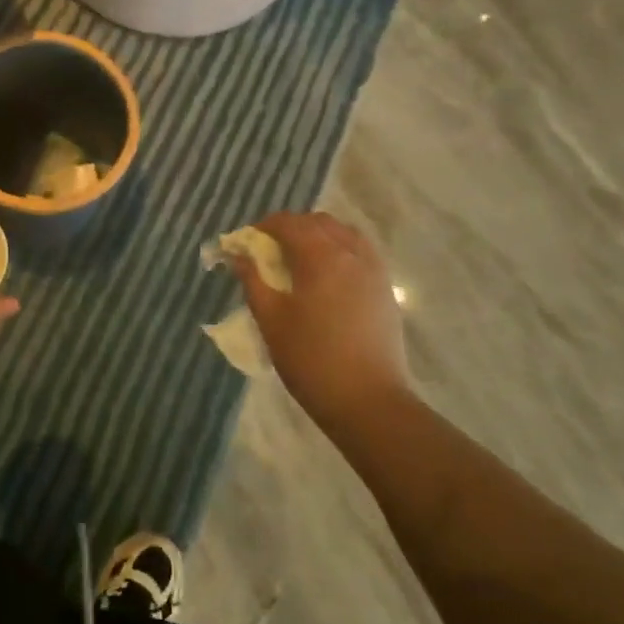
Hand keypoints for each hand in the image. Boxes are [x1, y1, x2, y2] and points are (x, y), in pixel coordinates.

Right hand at [233, 212, 410, 442]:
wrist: (368, 401)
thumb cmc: (311, 360)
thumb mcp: (271, 320)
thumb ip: (253, 280)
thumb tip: (238, 256)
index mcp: (321, 257)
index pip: (289, 223)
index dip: (264, 227)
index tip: (246, 243)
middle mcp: (351, 253)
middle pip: (318, 222)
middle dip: (291, 228)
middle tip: (269, 252)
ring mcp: (374, 270)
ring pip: (343, 234)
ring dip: (318, 236)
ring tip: (299, 262)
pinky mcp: (385, 289)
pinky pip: (360, 252)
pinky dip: (339, 251)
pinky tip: (327, 278)